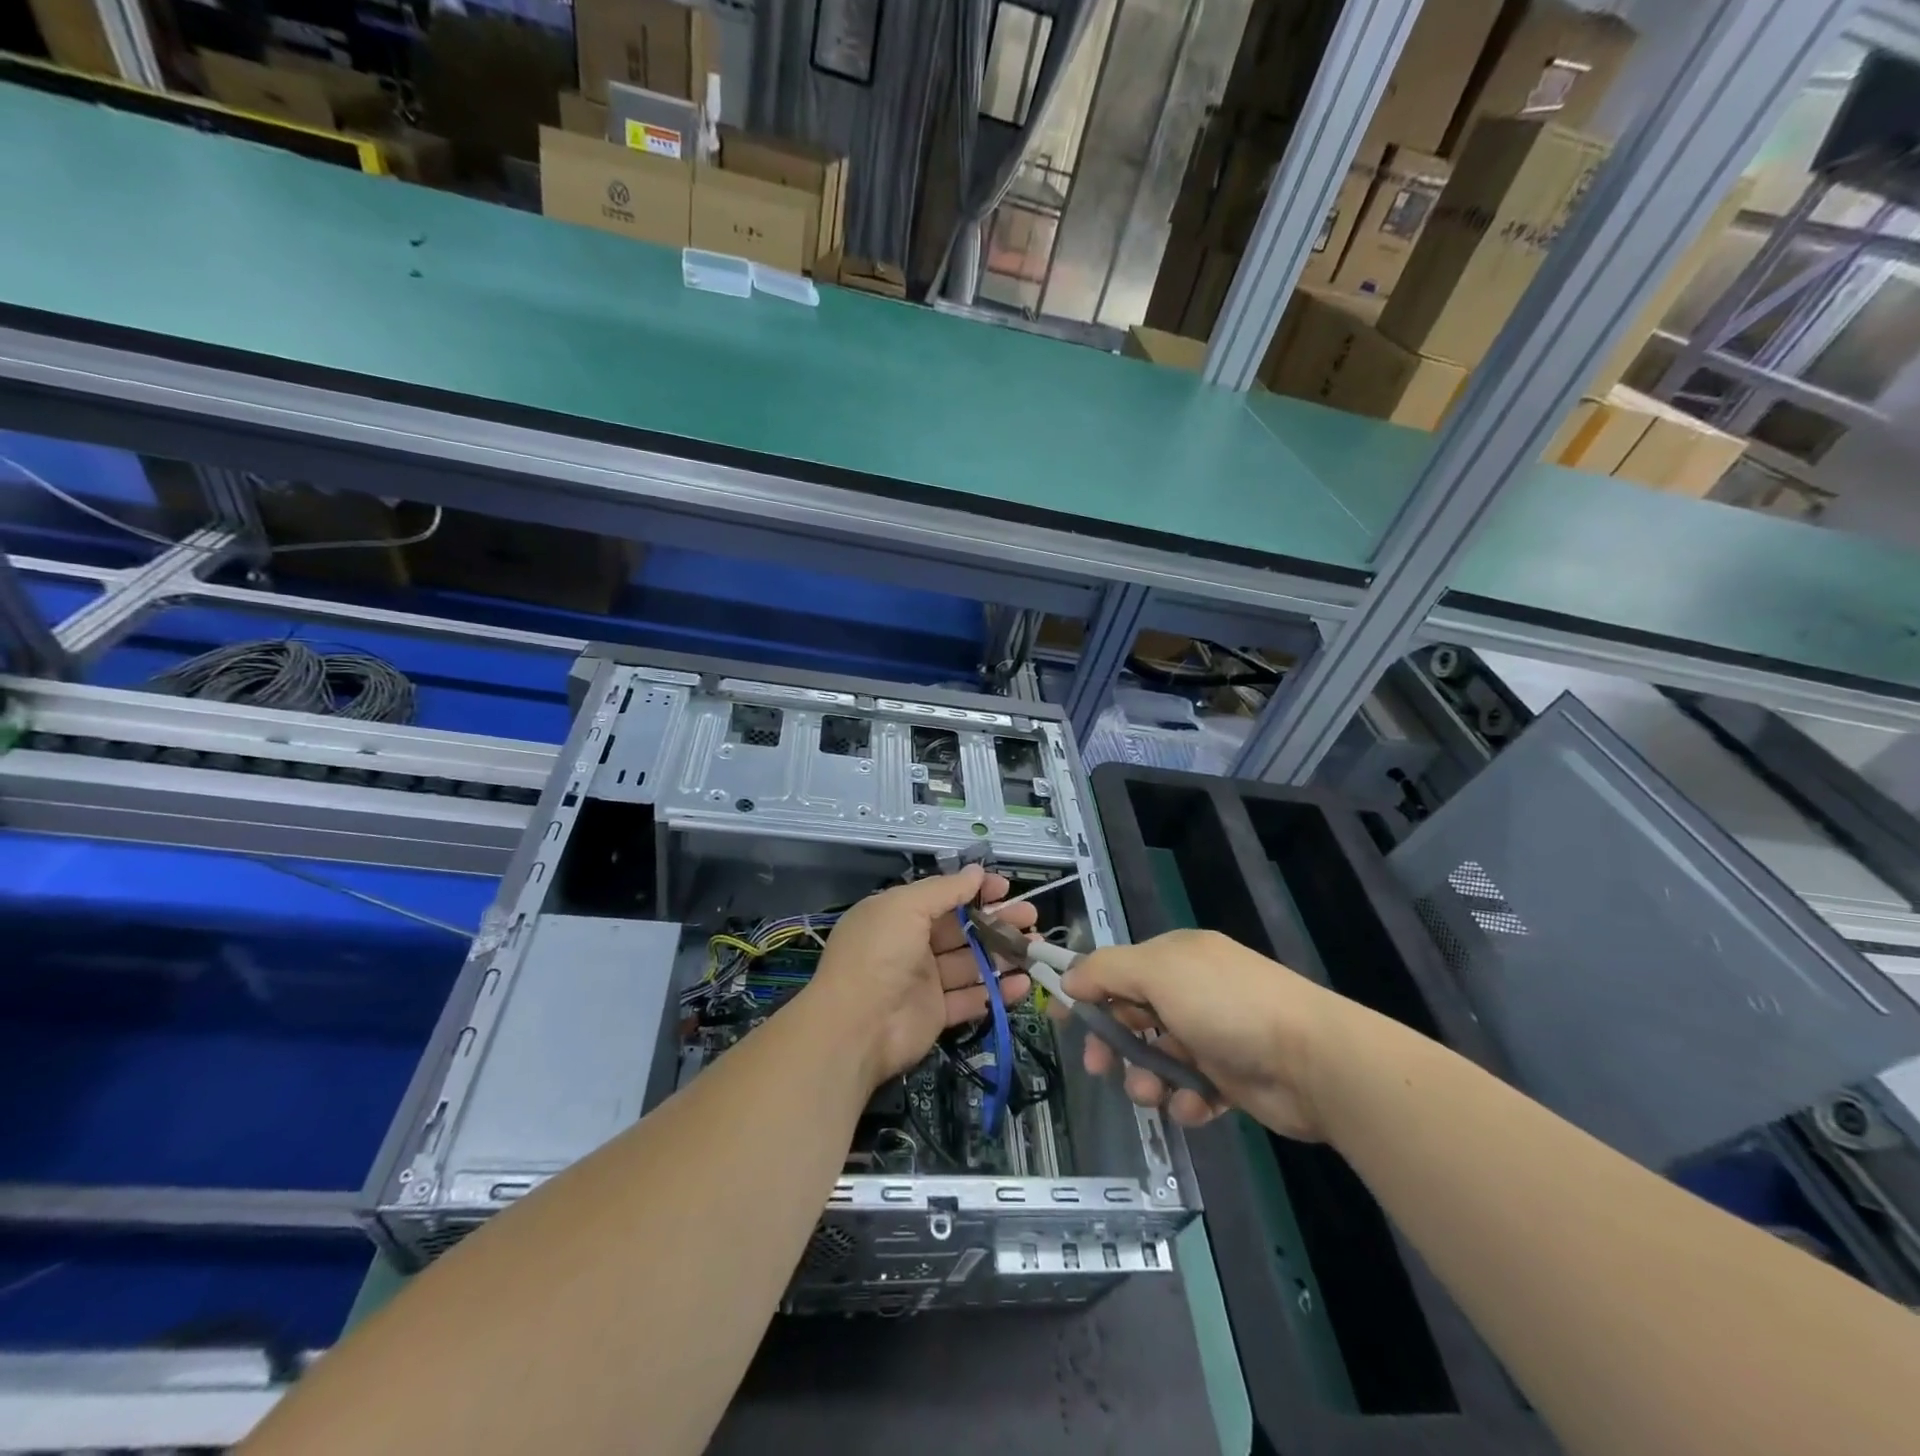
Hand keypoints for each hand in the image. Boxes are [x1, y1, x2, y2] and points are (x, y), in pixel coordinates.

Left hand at [808, 866, 1035, 1084]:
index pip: (943, 897)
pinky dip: (997, 992)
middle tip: (1031, 918)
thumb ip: (944, 889)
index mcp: (898, 914)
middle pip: (962, 929)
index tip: (1005, 889)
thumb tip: (976, 871)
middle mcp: (911, 945)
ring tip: (1036, 949)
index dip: (974, 891)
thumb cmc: (879, 954)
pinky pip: (971, 998)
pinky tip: (1023, 984)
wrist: (854, 1028)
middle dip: (997, 921)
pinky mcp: (935, 1014)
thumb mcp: (905, 906)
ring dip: (1002, 955)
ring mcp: (924, 981)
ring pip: (970, 963)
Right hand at [1061, 929, 1353, 1140]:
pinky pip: (1189, 1089)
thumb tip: (1068, 977)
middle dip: (1113, 1043)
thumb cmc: (1226, 1005)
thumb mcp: (1157, 973)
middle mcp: (1192, 991)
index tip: (1062, 1019)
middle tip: (1099, 1067)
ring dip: (1147, 1077)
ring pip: (1157, 1057)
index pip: (1117, 970)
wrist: (1313, 1061)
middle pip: (1132, 1016)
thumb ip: (1106, 971)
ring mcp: (1213, 1035)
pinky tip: (1194, 1106)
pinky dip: (1184, 1100)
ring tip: (1155, 1093)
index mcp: (1176, 958)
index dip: (1087, 992)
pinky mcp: (1231, 1077)